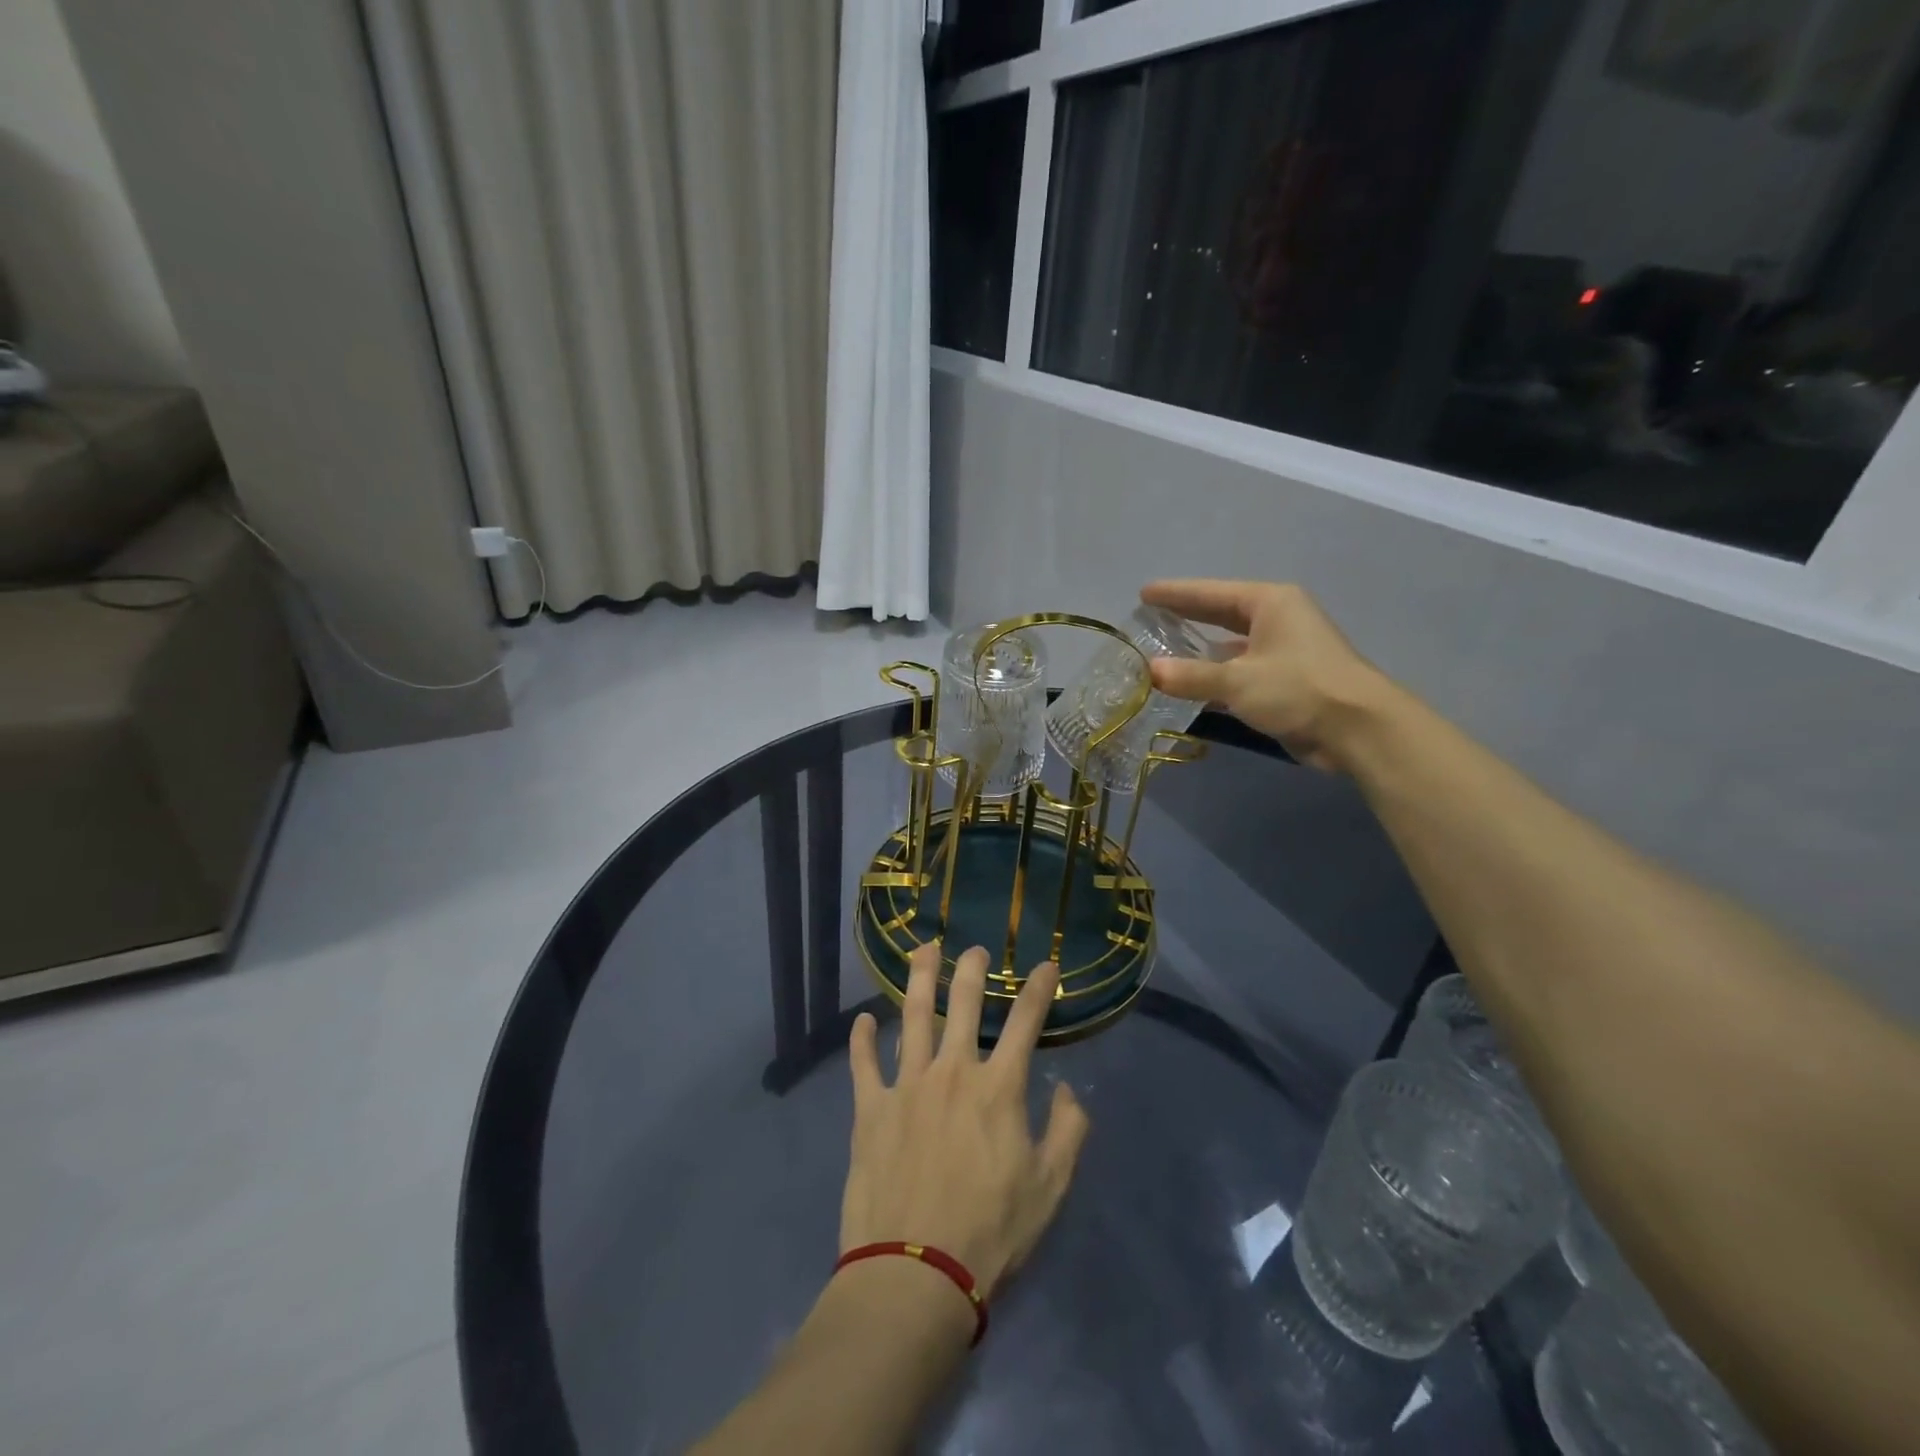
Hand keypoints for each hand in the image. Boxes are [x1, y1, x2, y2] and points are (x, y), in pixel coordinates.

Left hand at [840, 944, 1090, 1302]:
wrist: (915, 1272)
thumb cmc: (991, 1232)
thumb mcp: (1050, 1188)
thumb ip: (1067, 1132)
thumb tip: (1065, 1089)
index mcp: (998, 1088)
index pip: (1025, 1022)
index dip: (1039, 989)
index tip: (1047, 965)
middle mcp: (952, 1072)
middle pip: (963, 1004)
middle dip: (972, 969)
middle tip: (974, 948)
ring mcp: (906, 1086)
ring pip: (913, 1016)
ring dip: (920, 979)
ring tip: (924, 951)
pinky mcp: (870, 1109)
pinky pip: (863, 1063)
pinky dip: (862, 1039)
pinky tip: (864, 1020)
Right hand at [1140, 579, 1390, 773]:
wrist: (1358, 729)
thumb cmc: (1299, 689)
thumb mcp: (1238, 681)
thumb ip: (1191, 676)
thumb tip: (1150, 671)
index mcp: (1270, 603)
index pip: (1211, 593)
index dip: (1176, 593)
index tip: (1144, 593)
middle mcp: (1278, 619)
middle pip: (1222, 613)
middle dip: (1188, 615)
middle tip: (1152, 616)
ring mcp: (1285, 650)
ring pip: (1233, 644)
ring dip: (1202, 649)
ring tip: (1165, 650)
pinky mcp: (1288, 679)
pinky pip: (1242, 669)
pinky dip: (1217, 674)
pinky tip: (1195, 683)